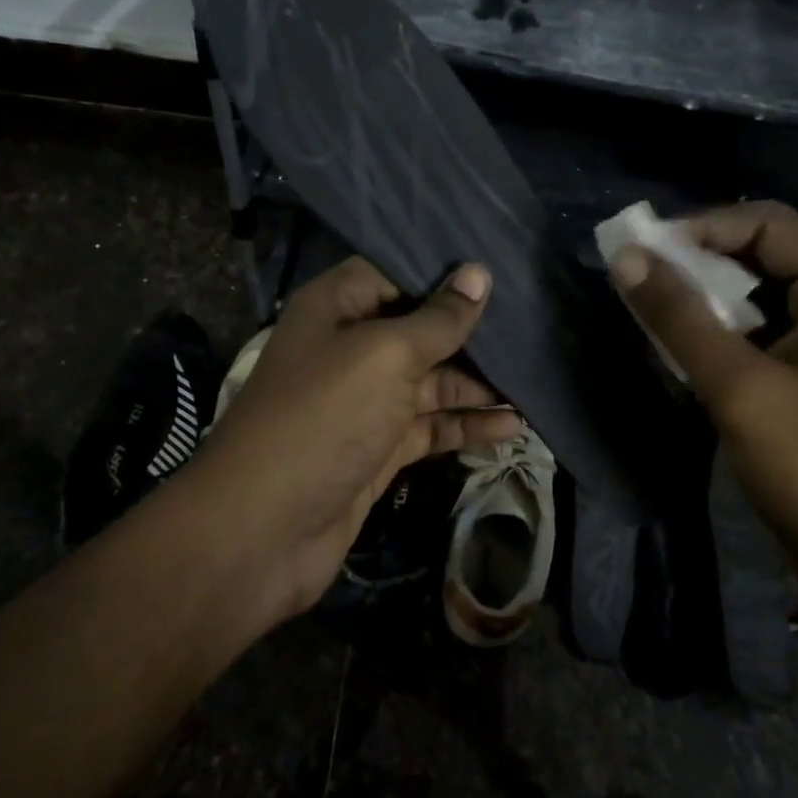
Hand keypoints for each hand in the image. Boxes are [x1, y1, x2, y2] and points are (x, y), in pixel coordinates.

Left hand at [185, 256, 522, 623]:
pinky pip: (429, 426)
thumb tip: (478, 273)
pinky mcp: (378, 448)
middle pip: (418, 328)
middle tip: (533, 326)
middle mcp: (349, 348)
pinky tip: (511, 426)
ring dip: (477, 385)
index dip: (442, 271)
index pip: (394, 271)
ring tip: (532, 382)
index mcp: (336, 308)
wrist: (264, 529)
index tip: (499, 268)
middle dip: (470, 331)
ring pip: (430, 381)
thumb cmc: (323, 418)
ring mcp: (364, 402)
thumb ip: (437, 320)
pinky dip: (466, 426)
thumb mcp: (384, 356)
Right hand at [610, 202, 797, 626]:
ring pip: (755, 292)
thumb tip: (626, 258)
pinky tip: (678, 347)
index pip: (768, 224)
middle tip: (640, 278)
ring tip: (651, 309)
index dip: (702, 227)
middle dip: (698, 261)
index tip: (643, 252)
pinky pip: (756, 330)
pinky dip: (715, 330)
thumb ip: (680, 320)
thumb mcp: (740, 389)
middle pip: (763, 252)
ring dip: (702, 296)